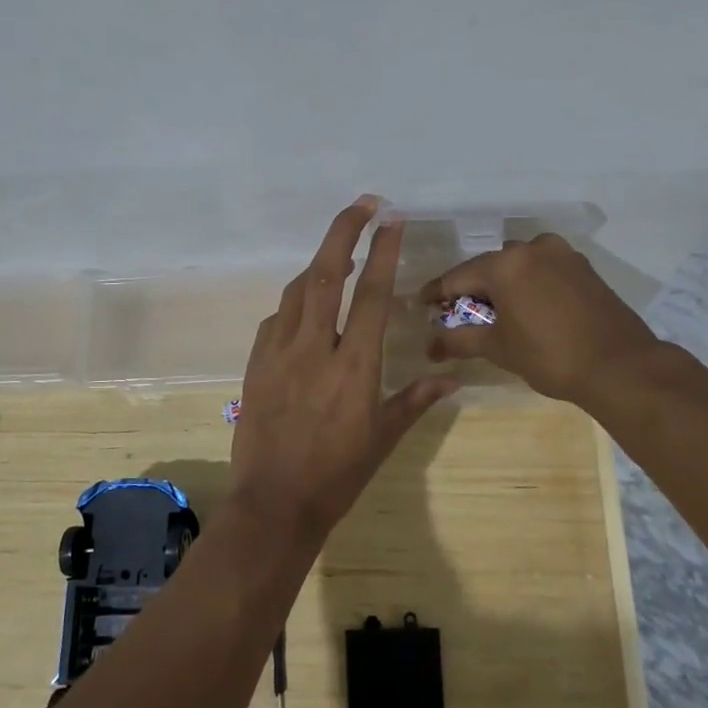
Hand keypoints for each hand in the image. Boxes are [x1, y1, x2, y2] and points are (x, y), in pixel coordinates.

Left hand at [230, 198, 459, 548]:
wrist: (275, 504)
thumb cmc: (338, 474)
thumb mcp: (383, 438)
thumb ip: (416, 399)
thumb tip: (452, 377)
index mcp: (353, 365)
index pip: (369, 294)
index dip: (382, 252)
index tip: (392, 220)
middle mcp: (313, 348)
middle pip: (324, 274)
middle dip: (343, 231)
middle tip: (362, 204)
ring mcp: (278, 353)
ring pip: (296, 291)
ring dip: (318, 264)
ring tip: (337, 253)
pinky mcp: (256, 364)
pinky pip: (276, 319)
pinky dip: (293, 304)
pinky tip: (304, 310)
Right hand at [419, 234, 665, 408]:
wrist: (620, 366)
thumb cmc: (550, 356)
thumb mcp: (499, 348)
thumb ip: (459, 340)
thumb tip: (429, 346)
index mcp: (505, 264)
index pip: (457, 276)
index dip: (436, 293)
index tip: (421, 304)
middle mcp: (531, 248)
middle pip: (489, 267)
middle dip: (472, 289)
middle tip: (460, 314)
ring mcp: (562, 254)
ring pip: (518, 266)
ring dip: (503, 285)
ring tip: (496, 313)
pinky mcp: (583, 266)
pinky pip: (543, 270)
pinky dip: (529, 284)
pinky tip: (528, 307)